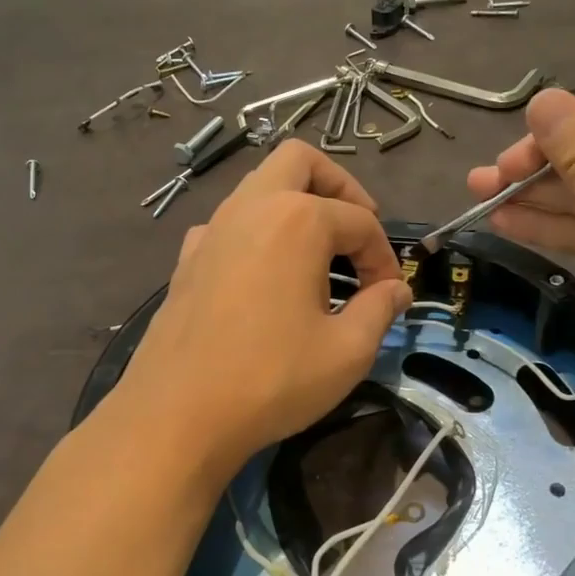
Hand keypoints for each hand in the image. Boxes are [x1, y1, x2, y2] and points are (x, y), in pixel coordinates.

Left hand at [115, 141, 410, 479]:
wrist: (178, 414)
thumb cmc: (272, 379)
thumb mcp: (347, 351)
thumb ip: (379, 310)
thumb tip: (396, 290)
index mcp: (297, 221)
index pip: (360, 222)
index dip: (384, 256)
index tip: (390, 293)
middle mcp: (251, 208)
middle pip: (300, 162)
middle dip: (339, 187)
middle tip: (357, 229)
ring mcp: (212, 230)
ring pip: (258, 186)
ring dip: (295, 204)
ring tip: (317, 253)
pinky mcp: (187, 259)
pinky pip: (228, 223)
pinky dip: (255, 232)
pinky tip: (263, 275)